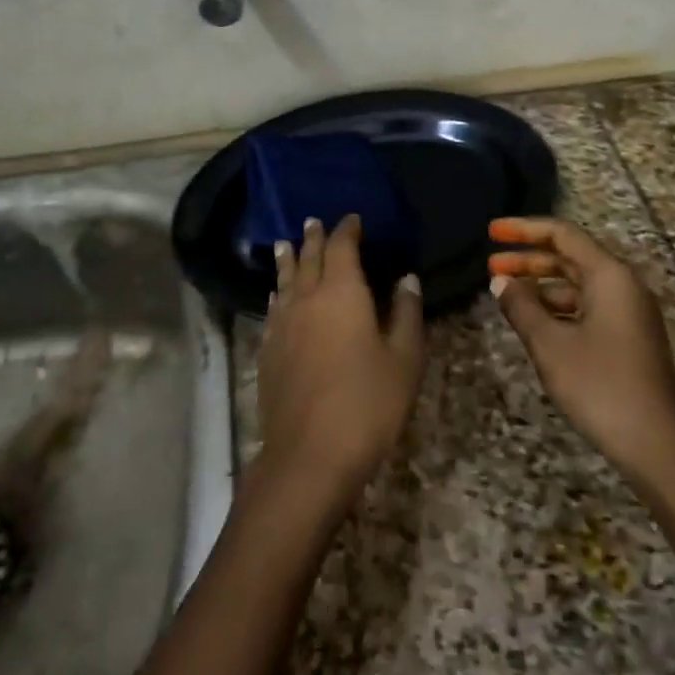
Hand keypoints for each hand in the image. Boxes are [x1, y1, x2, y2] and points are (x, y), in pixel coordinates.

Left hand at [258, 215, 425, 502]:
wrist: (309, 455)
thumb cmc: (367, 403)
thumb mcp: (404, 359)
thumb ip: (405, 313)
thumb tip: (407, 278)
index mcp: (341, 292)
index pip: (342, 247)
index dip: (347, 230)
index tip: (353, 218)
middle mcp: (306, 298)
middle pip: (308, 258)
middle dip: (314, 238)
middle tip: (313, 221)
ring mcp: (282, 324)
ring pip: (285, 280)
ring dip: (288, 259)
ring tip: (285, 244)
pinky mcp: (268, 351)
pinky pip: (273, 308)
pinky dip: (278, 293)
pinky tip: (277, 296)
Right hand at [488, 217, 674, 478]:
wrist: (659, 447)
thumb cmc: (601, 386)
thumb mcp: (550, 344)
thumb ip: (521, 306)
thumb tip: (500, 282)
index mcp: (609, 276)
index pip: (562, 234)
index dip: (524, 228)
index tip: (491, 231)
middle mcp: (623, 286)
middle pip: (570, 257)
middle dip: (528, 258)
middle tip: (490, 265)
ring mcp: (629, 313)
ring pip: (577, 284)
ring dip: (540, 285)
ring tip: (506, 296)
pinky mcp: (628, 339)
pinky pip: (586, 307)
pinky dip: (556, 308)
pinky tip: (534, 323)